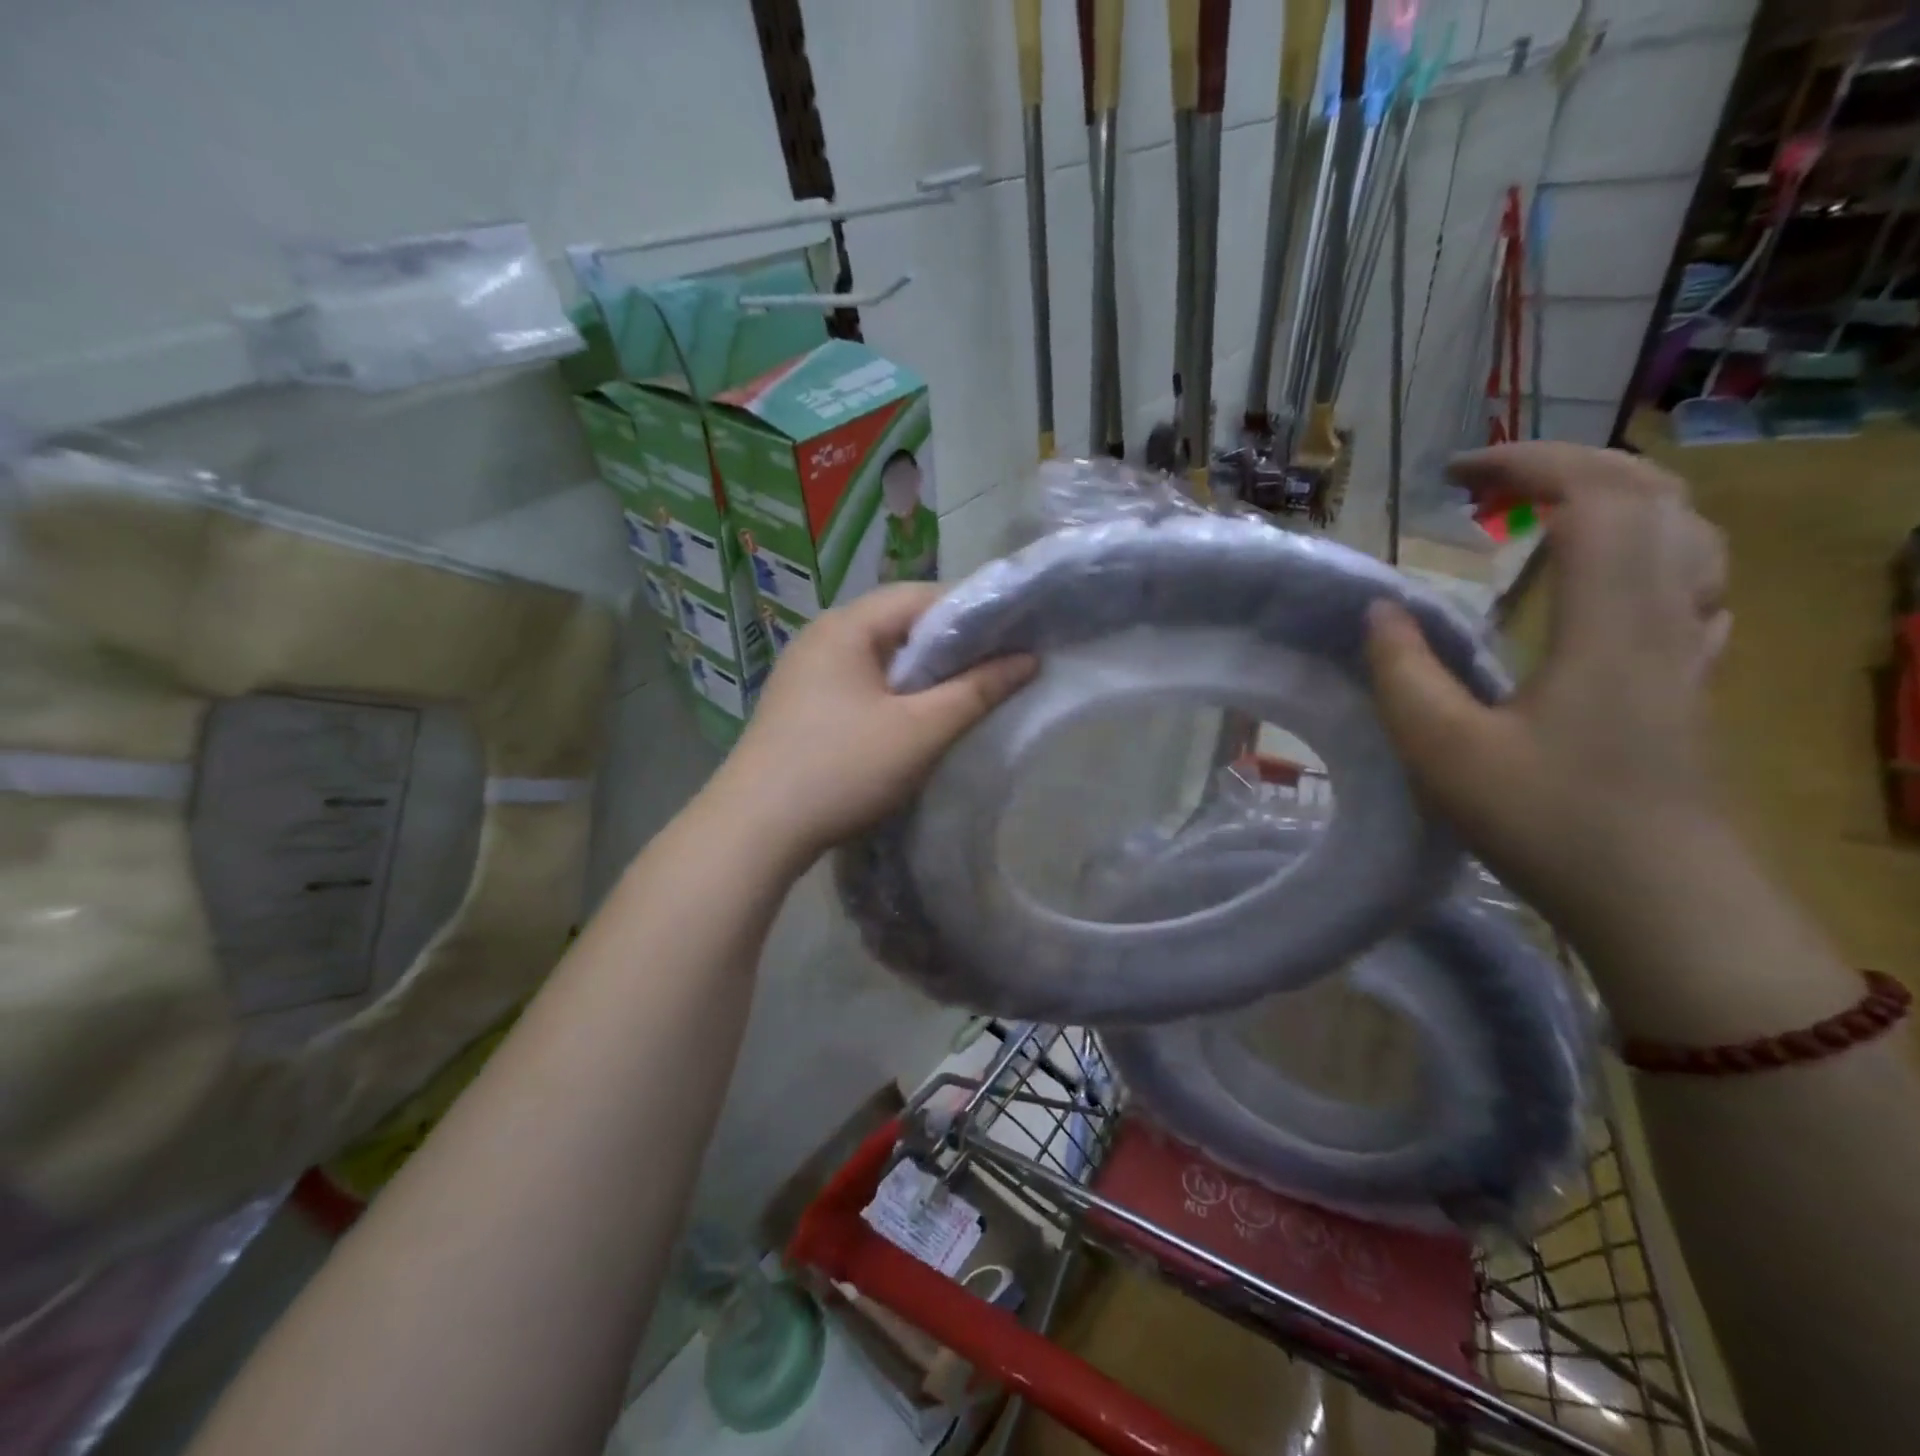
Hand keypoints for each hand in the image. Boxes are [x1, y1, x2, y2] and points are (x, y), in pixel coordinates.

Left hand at [715, 584, 1036, 864]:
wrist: (755, 830)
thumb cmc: (842, 769)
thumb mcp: (920, 731)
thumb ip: (976, 691)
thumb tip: (1027, 659)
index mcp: (847, 625)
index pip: (922, 595)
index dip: (972, 611)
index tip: (1013, 636)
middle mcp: (822, 635)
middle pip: (899, 622)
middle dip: (949, 643)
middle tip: (996, 667)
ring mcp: (806, 670)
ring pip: (880, 655)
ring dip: (922, 670)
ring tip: (963, 693)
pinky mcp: (801, 702)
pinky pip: (859, 680)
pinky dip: (893, 690)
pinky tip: (913, 717)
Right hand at [1365, 442, 1730, 928]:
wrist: (1660, 900)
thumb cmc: (1548, 821)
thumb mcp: (1443, 750)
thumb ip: (1402, 673)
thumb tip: (1379, 612)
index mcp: (1612, 620)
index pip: (1596, 495)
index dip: (1528, 462)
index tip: (1457, 474)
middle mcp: (1667, 613)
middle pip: (1651, 495)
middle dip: (1566, 467)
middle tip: (1487, 489)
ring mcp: (1689, 645)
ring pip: (1683, 532)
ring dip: (1610, 501)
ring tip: (1540, 517)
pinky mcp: (1688, 678)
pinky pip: (1689, 581)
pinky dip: (1642, 550)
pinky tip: (1604, 580)